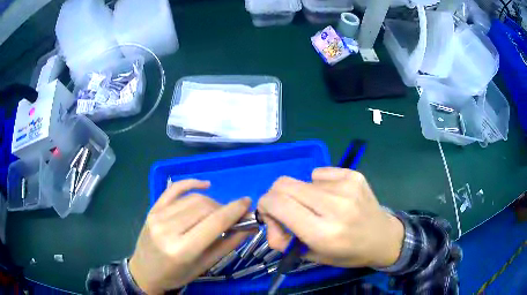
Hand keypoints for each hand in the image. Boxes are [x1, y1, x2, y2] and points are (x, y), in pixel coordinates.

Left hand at [129, 179, 251, 293]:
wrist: (145, 271)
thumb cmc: (176, 275)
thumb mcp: (204, 266)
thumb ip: (227, 245)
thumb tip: (248, 227)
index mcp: (182, 249)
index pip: (214, 222)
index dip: (234, 210)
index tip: (248, 203)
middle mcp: (168, 229)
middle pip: (204, 207)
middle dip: (224, 208)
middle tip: (233, 216)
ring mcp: (157, 216)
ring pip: (193, 198)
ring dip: (211, 202)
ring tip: (217, 212)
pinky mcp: (153, 209)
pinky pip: (174, 189)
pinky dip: (191, 183)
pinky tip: (205, 185)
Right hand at [257, 168, 403, 267]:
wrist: (383, 238)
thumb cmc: (347, 253)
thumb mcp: (312, 256)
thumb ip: (283, 240)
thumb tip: (269, 220)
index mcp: (322, 233)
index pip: (278, 203)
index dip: (264, 205)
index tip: (270, 214)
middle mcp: (335, 206)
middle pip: (284, 184)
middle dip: (277, 197)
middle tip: (288, 211)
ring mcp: (346, 186)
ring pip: (302, 180)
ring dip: (302, 195)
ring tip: (319, 208)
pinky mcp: (353, 175)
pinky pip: (320, 174)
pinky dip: (318, 185)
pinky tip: (333, 198)